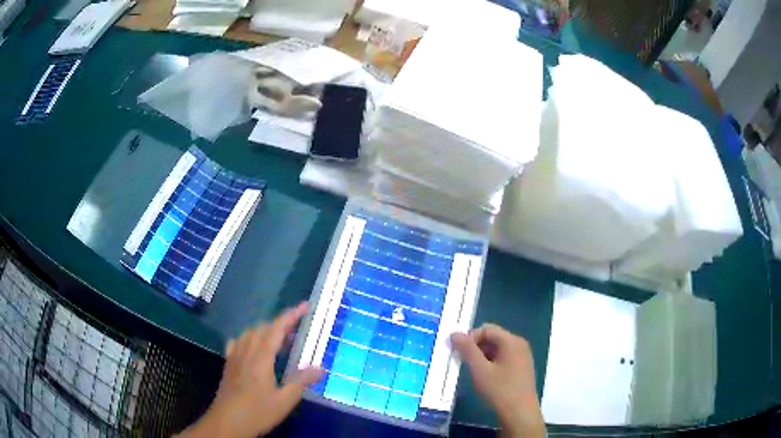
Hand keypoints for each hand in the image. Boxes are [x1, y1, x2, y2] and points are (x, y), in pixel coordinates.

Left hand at [178, 302, 321, 437]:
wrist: (227, 422)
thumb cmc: (257, 412)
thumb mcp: (284, 401)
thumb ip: (301, 382)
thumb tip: (321, 367)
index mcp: (261, 358)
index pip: (276, 329)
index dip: (290, 315)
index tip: (304, 306)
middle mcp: (246, 351)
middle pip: (262, 328)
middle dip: (280, 323)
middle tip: (297, 329)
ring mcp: (235, 357)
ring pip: (249, 333)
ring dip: (265, 330)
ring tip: (279, 339)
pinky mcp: (228, 364)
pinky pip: (238, 342)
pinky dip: (249, 338)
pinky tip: (252, 347)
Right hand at [451, 324, 544, 437]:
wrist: (520, 413)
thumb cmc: (500, 390)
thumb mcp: (480, 370)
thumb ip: (467, 350)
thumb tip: (454, 333)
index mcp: (511, 341)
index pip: (486, 329)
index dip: (470, 338)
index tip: (460, 354)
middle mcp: (519, 344)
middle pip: (492, 337)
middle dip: (476, 347)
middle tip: (464, 364)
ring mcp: (522, 356)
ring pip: (497, 348)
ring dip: (482, 356)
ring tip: (474, 372)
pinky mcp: (522, 367)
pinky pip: (503, 357)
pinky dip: (491, 363)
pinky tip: (485, 378)